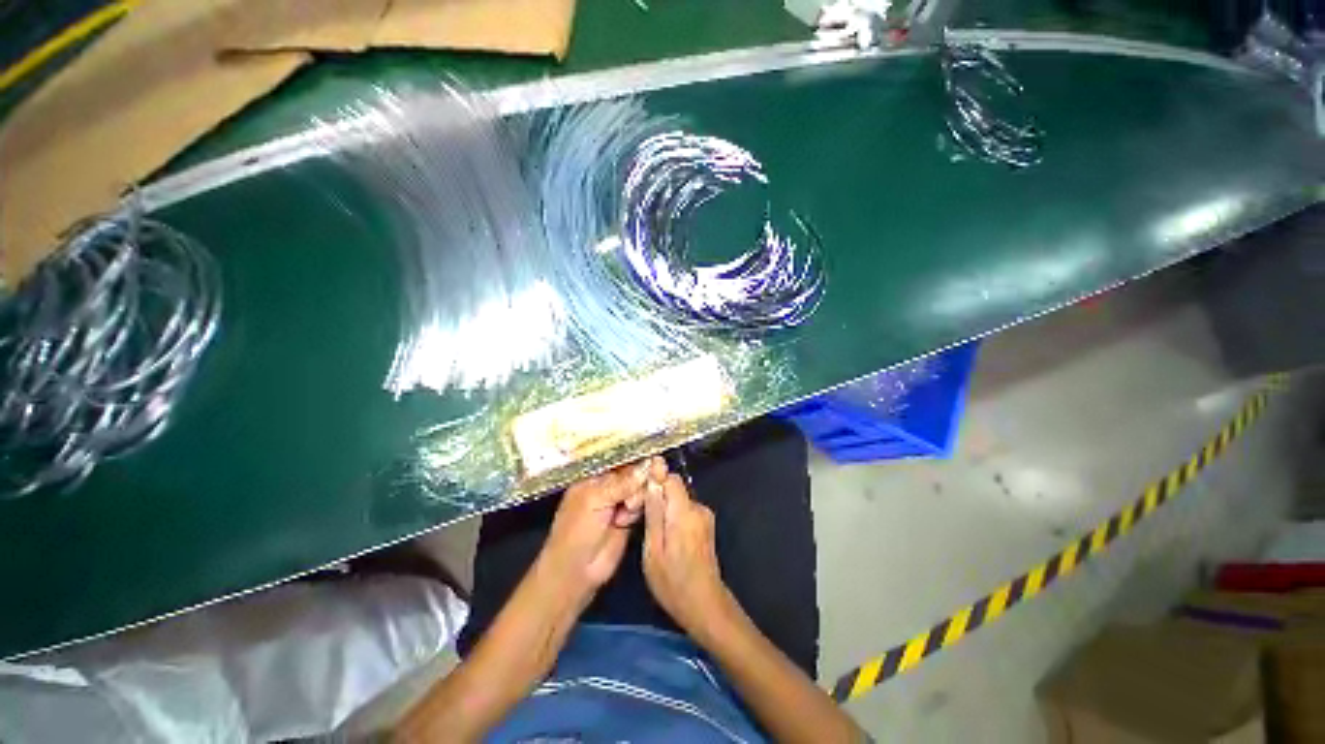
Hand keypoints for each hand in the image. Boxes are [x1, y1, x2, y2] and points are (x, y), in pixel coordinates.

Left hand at [539, 457, 667, 598]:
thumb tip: (647, 466)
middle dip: (639, 477)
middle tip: (633, 490)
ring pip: (640, 487)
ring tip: (627, 509)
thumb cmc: (576, 530)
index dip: (635, 456)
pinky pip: (643, 504)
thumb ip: (622, 483)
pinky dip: (642, 507)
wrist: (576, 571)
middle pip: (634, 471)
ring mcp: (619, 500)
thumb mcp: (595, 500)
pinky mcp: (630, 517)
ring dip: (638, 496)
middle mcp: (608, 484)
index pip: (619, 458)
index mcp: (594, 475)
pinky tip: (628, 517)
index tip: (652, 456)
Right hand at [642, 473, 735, 638]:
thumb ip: (654, 511)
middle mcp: (699, 508)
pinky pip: (684, 510)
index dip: (653, 481)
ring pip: (678, 499)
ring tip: (650, 531)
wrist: (704, 605)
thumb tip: (652, 479)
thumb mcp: (653, 549)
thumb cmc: (673, 582)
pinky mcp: (705, 524)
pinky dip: (672, 516)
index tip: (638, 496)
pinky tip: (664, 536)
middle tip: (637, 516)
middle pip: (674, 488)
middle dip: (656, 496)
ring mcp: (704, 516)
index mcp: (685, 511)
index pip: (670, 477)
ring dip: (663, 508)